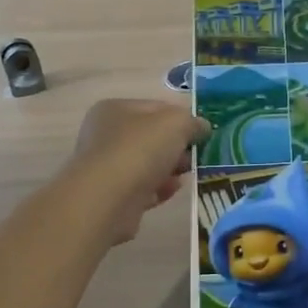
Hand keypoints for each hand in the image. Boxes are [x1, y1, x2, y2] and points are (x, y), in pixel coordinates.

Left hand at [68, 99, 208, 245]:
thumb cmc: (140, 150)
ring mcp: (106, 167)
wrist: (107, 200)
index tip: (201, 133)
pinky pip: (142, 188)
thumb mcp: (176, 124)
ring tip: (185, 176)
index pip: (156, 108)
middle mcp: (105, 135)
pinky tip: (170, 192)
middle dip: (177, 147)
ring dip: (169, 170)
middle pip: (152, 138)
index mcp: (115, 109)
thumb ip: (193, 122)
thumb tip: (202, 127)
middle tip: (194, 156)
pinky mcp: (111, 196)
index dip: (182, 118)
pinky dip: (158, 189)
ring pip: (148, 164)